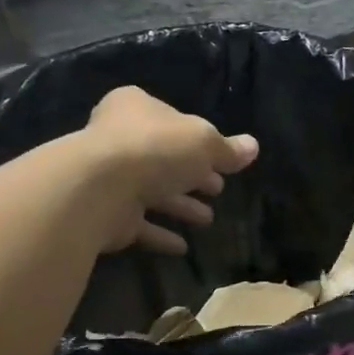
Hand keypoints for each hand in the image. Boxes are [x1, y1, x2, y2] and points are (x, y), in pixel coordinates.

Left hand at [81, 86, 259, 254]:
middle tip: (217, 190)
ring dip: (180, 205)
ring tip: (207, 219)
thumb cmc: (156, 149)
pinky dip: (160, 234)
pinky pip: (139, 224)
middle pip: (163, 157)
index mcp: (136, 108)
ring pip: (152, 192)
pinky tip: (183, 246)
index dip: (197, 139)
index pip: (172, 119)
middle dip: (191, 175)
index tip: (220, 160)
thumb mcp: (204, 143)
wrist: (101, 188)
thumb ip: (227, 149)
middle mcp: (118, 138)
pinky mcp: (106, 213)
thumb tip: (253, 147)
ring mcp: (109, 177)